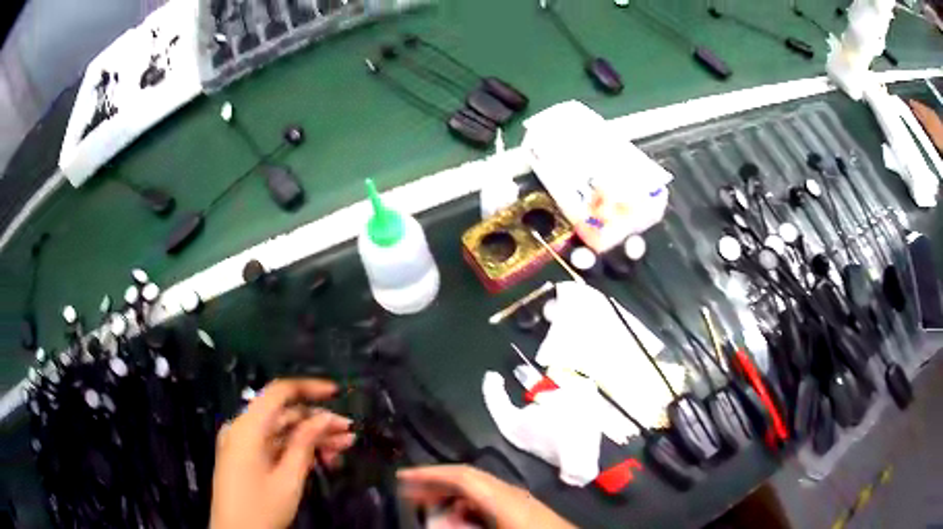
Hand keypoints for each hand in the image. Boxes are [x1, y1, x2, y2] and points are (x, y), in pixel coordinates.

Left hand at [210, 379, 355, 528]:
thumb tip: (325, 417)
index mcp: (247, 427)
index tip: (337, 393)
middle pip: (283, 414)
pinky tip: (322, 457)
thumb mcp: (288, 479)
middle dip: (317, 422)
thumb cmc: (261, 508)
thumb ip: (305, 443)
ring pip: (282, 431)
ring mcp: (243, 443)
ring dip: (312, 437)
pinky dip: (297, 449)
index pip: (278, 392)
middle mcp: (242, 428)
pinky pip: (274, 445)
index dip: (309, 388)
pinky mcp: (246, 457)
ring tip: (344, 447)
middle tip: (349, 434)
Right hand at [398, 465, 574, 528]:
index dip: (429, 473)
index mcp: (503, 497)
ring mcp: (520, 499)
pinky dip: (468, 505)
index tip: (402, 476)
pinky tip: (461, 519)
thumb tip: (435, 518)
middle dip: (436, 483)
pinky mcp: (525, 509)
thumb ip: (461, 525)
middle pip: (468, 478)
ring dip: (451, 495)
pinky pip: (488, 500)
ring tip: (429, 507)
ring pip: (478, 489)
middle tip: (408, 492)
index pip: (461, 475)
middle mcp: (511, 492)